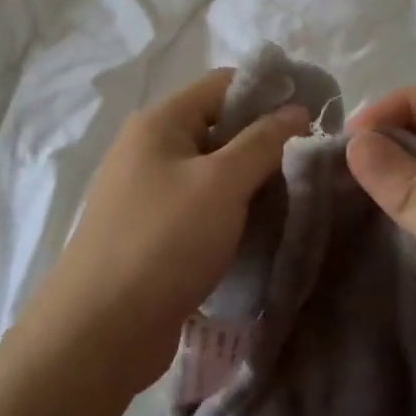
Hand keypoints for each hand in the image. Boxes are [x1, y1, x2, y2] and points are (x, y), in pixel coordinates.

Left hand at [20, 70, 308, 397]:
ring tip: (296, 200)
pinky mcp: (153, 233)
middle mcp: (150, 149)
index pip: (224, 84)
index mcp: (160, 122)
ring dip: (251, 184)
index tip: (316, 115)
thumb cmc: (163, 241)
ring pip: (214, 173)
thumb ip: (262, 142)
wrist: (100, 331)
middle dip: (265, 143)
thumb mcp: (221, 184)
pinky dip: (232, 214)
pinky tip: (263, 232)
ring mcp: (148, 193)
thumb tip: (296, 109)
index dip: (270, 92)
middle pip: (219, 128)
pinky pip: (202, 209)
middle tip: (311, 164)